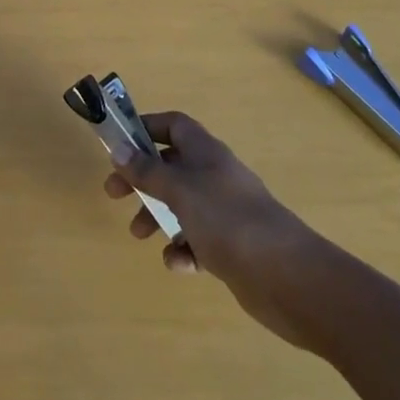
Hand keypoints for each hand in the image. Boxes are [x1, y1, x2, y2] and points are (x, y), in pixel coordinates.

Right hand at [105, 111, 317, 339]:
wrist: (286, 275)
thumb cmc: (227, 219)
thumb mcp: (180, 190)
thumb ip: (147, 171)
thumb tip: (118, 149)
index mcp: (205, 152)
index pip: (174, 125)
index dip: (147, 128)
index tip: (120, 143)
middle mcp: (215, 176)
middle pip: (171, 166)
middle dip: (141, 179)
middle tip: (113, 194)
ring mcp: (225, 212)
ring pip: (181, 206)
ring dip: (157, 216)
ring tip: (139, 235)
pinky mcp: (232, 247)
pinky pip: (198, 241)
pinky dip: (183, 250)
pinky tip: (178, 264)